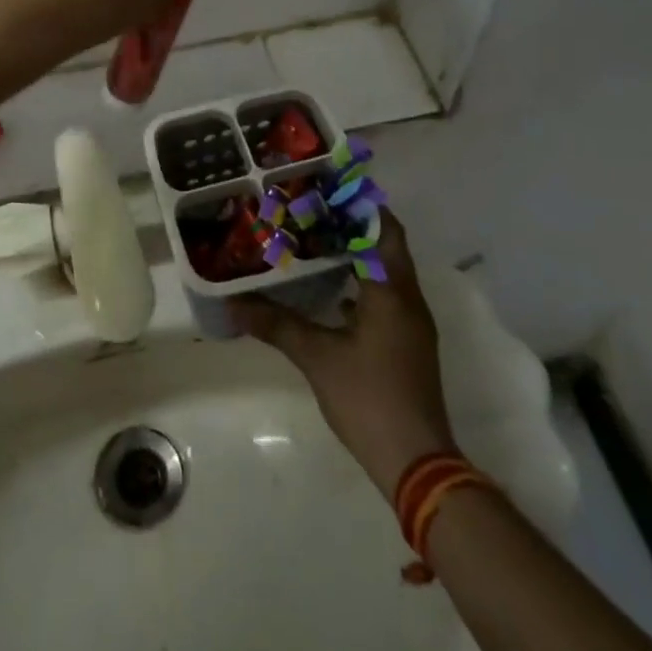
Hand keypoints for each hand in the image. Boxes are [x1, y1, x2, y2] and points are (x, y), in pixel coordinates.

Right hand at [231, 209, 457, 503]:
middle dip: (353, 225)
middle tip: (311, 211)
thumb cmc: (368, 398)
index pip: (383, 229)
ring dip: (357, 254)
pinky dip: (361, 283)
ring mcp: (412, 324)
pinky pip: (385, 296)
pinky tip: (329, 290)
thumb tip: (233, 303)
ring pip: (387, 272)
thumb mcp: (316, 357)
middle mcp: (408, 299)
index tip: (327, 188)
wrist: (417, 463)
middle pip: (386, 246)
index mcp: (392, 291)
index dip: (359, 204)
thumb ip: (275, 324)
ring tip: (315, 242)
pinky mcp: (408, 344)